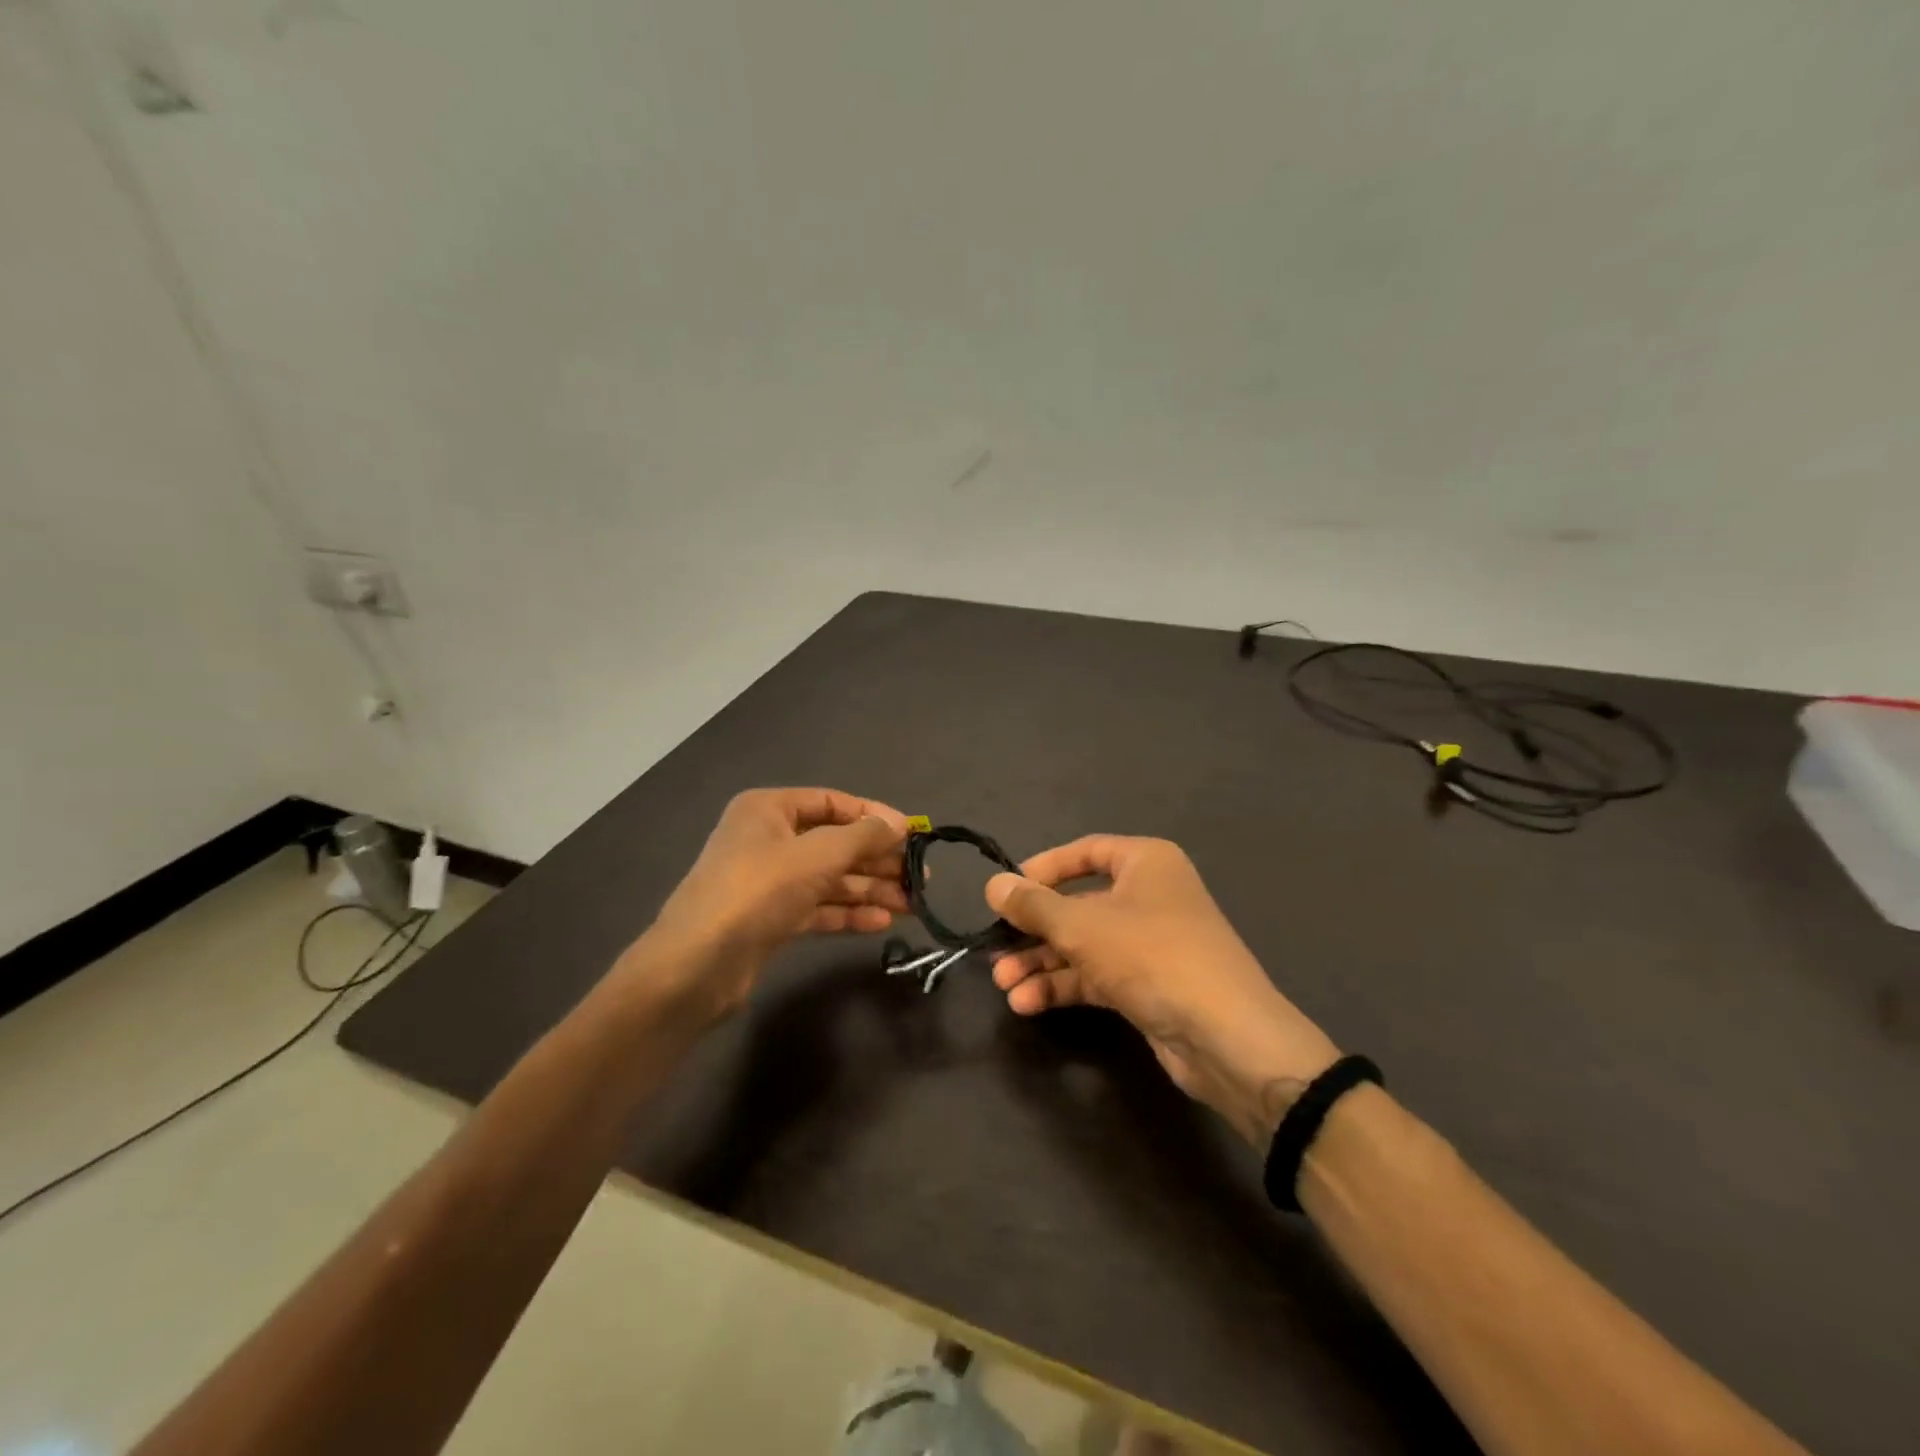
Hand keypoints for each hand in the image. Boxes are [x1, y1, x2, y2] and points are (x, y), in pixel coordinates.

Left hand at [630, 788, 908, 1023]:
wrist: (696, 967)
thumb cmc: (757, 892)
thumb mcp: (817, 855)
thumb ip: (862, 837)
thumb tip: (899, 823)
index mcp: (769, 809)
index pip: (833, 802)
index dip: (874, 816)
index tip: (913, 834)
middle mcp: (768, 839)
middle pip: (834, 843)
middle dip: (877, 860)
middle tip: (919, 877)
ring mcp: (768, 881)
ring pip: (829, 878)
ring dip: (870, 889)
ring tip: (912, 904)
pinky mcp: (770, 919)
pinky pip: (818, 907)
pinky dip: (848, 912)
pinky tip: (881, 923)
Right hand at [986, 836, 1340, 1146]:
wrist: (1226, 1036)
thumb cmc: (1151, 956)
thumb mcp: (1081, 926)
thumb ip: (1033, 905)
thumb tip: (993, 884)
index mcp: (1145, 863)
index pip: (1085, 852)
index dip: (1043, 869)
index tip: (1006, 891)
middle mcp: (1149, 896)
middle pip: (1078, 905)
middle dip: (1034, 930)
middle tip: (995, 949)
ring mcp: (1150, 943)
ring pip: (1083, 945)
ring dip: (1042, 963)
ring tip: (1004, 985)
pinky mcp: (1148, 985)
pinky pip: (1096, 975)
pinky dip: (1063, 986)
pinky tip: (1028, 1004)